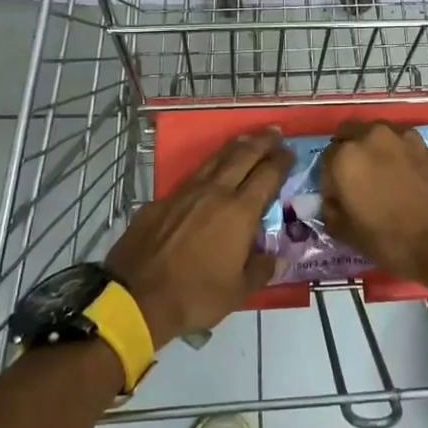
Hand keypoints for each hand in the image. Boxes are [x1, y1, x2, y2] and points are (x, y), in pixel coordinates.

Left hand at [104, 130, 291, 349]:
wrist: (137, 296)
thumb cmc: (195, 295)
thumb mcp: (238, 291)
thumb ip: (261, 269)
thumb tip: (278, 258)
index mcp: (239, 212)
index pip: (267, 175)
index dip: (281, 161)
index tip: (290, 151)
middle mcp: (215, 193)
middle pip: (243, 157)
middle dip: (261, 142)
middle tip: (274, 131)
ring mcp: (185, 193)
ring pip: (215, 160)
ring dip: (234, 146)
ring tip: (246, 138)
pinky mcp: (162, 201)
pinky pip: (191, 177)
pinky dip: (207, 167)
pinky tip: (209, 172)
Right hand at [319, 120, 427, 287]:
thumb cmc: (394, 242)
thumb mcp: (350, 236)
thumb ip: (332, 213)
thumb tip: (333, 202)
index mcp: (346, 158)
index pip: (325, 159)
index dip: (329, 180)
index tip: (338, 197)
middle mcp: (372, 138)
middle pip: (350, 133)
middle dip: (347, 151)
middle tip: (356, 179)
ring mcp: (404, 138)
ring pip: (378, 133)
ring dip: (374, 148)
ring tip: (383, 176)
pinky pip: (404, 144)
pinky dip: (399, 155)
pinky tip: (408, 179)